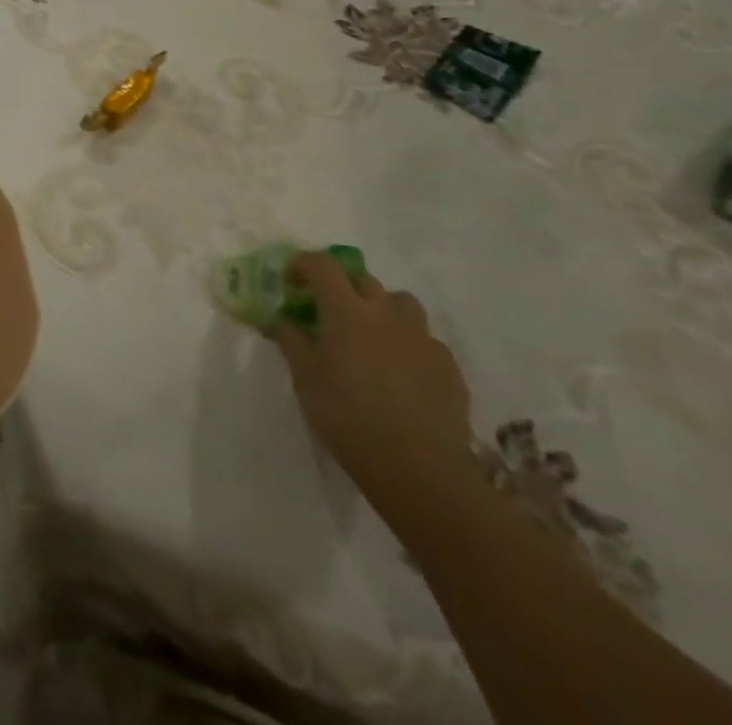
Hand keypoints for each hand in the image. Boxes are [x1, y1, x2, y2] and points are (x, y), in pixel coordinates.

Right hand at [271, 253, 473, 486]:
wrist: (419, 468)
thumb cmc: (348, 417)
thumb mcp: (305, 379)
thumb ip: (292, 342)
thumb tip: (282, 320)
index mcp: (346, 311)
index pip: (322, 265)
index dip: (303, 264)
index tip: (291, 280)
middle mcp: (386, 314)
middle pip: (363, 279)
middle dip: (342, 286)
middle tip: (329, 311)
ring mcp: (422, 338)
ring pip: (401, 303)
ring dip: (381, 308)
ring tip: (371, 336)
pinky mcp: (448, 366)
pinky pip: (425, 340)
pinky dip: (408, 344)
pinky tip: (401, 372)